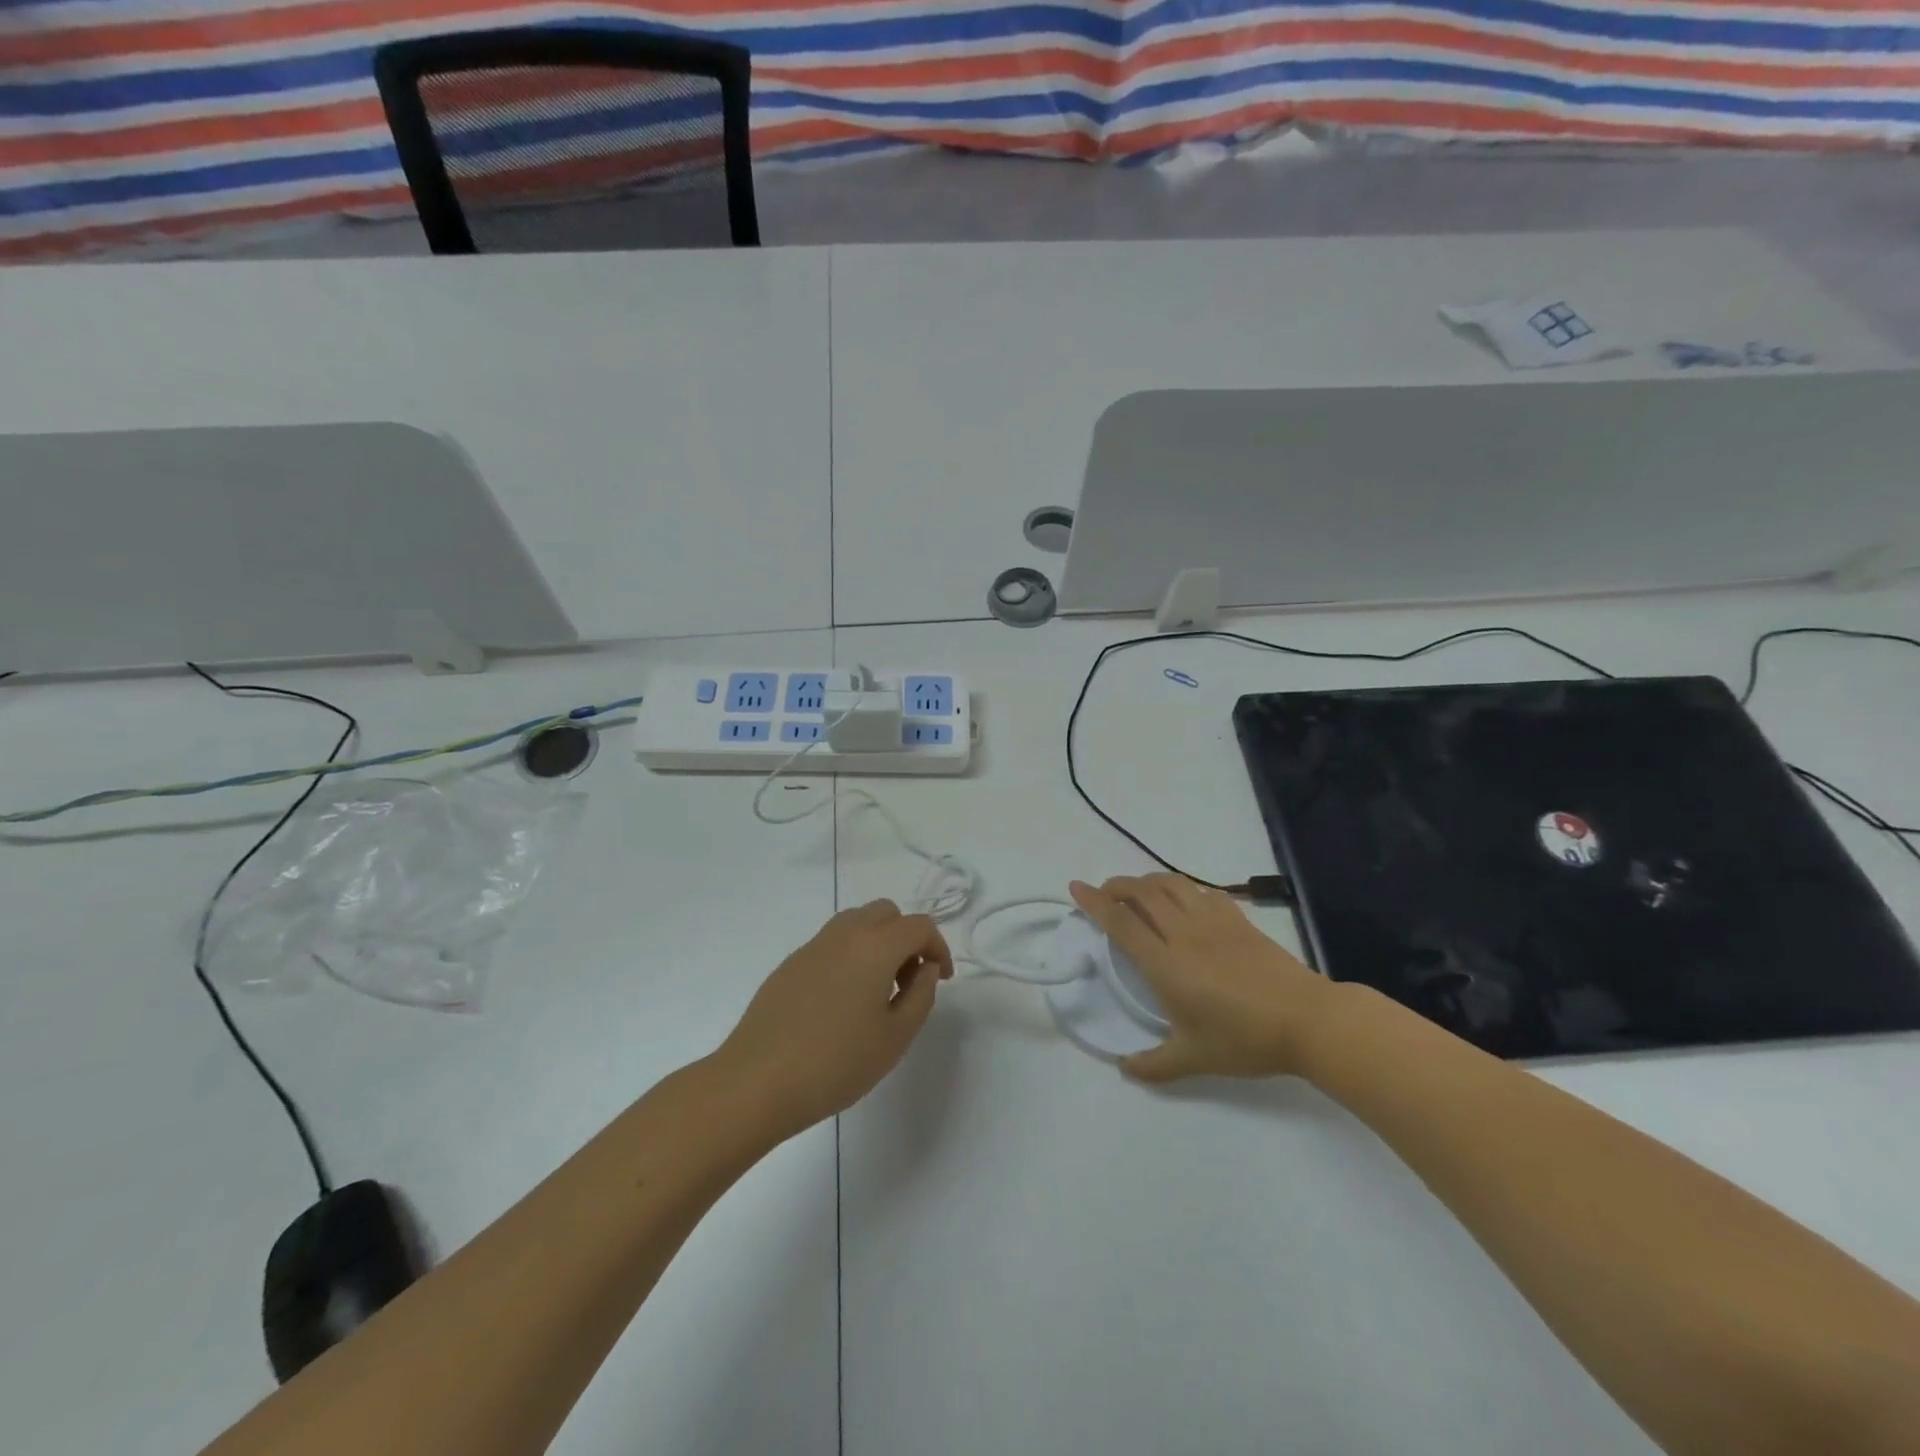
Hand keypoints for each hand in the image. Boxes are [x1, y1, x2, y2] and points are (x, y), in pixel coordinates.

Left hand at [716, 899, 951, 1137]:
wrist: (756, 1081)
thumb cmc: (835, 1063)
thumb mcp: (895, 1037)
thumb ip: (921, 995)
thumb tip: (926, 969)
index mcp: (875, 946)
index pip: (918, 926)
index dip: (938, 947)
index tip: (941, 979)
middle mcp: (844, 934)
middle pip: (886, 913)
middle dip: (906, 938)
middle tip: (909, 980)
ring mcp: (812, 946)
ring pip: (856, 922)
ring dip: (877, 943)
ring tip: (877, 990)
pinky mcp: (790, 964)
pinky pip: (831, 943)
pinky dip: (850, 955)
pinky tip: (842, 1001)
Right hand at [1070, 874, 1333, 1082]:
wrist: (1307, 1019)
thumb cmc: (1245, 1039)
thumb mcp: (1195, 1059)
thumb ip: (1155, 1065)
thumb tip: (1124, 1069)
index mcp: (1165, 964)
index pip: (1121, 923)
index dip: (1095, 902)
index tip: (1076, 887)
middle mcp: (1183, 933)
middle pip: (1142, 893)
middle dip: (1117, 885)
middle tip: (1105, 891)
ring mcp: (1213, 922)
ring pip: (1172, 885)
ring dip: (1148, 880)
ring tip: (1138, 889)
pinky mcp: (1239, 920)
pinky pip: (1204, 892)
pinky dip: (1185, 889)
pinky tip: (1186, 900)